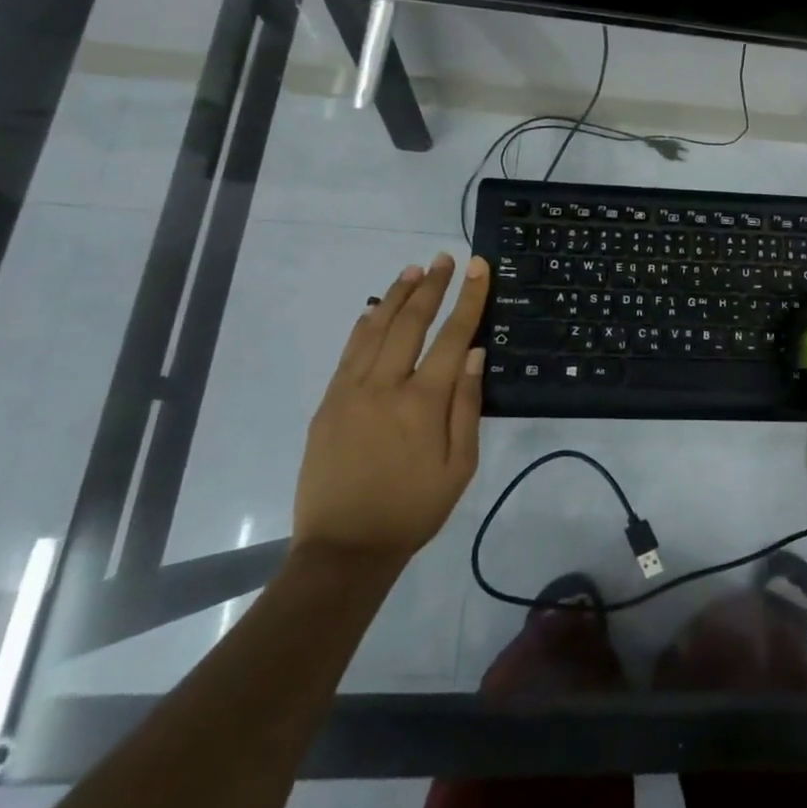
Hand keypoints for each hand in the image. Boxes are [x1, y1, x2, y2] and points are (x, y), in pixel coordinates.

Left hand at [293, 253, 490, 564]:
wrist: (344, 549)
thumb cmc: (413, 509)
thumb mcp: (460, 466)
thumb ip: (467, 407)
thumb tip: (476, 355)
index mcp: (423, 402)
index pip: (453, 336)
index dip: (468, 298)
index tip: (477, 267)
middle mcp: (385, 386)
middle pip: (411, 322)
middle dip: (431, 287)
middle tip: (444, 259)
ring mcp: (351, 391)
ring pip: (376, 330)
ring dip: (396, 296)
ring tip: (413, 271)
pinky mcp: (328, 402)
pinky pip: (349, 352)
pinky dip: (364, 324)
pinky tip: (375, 309)